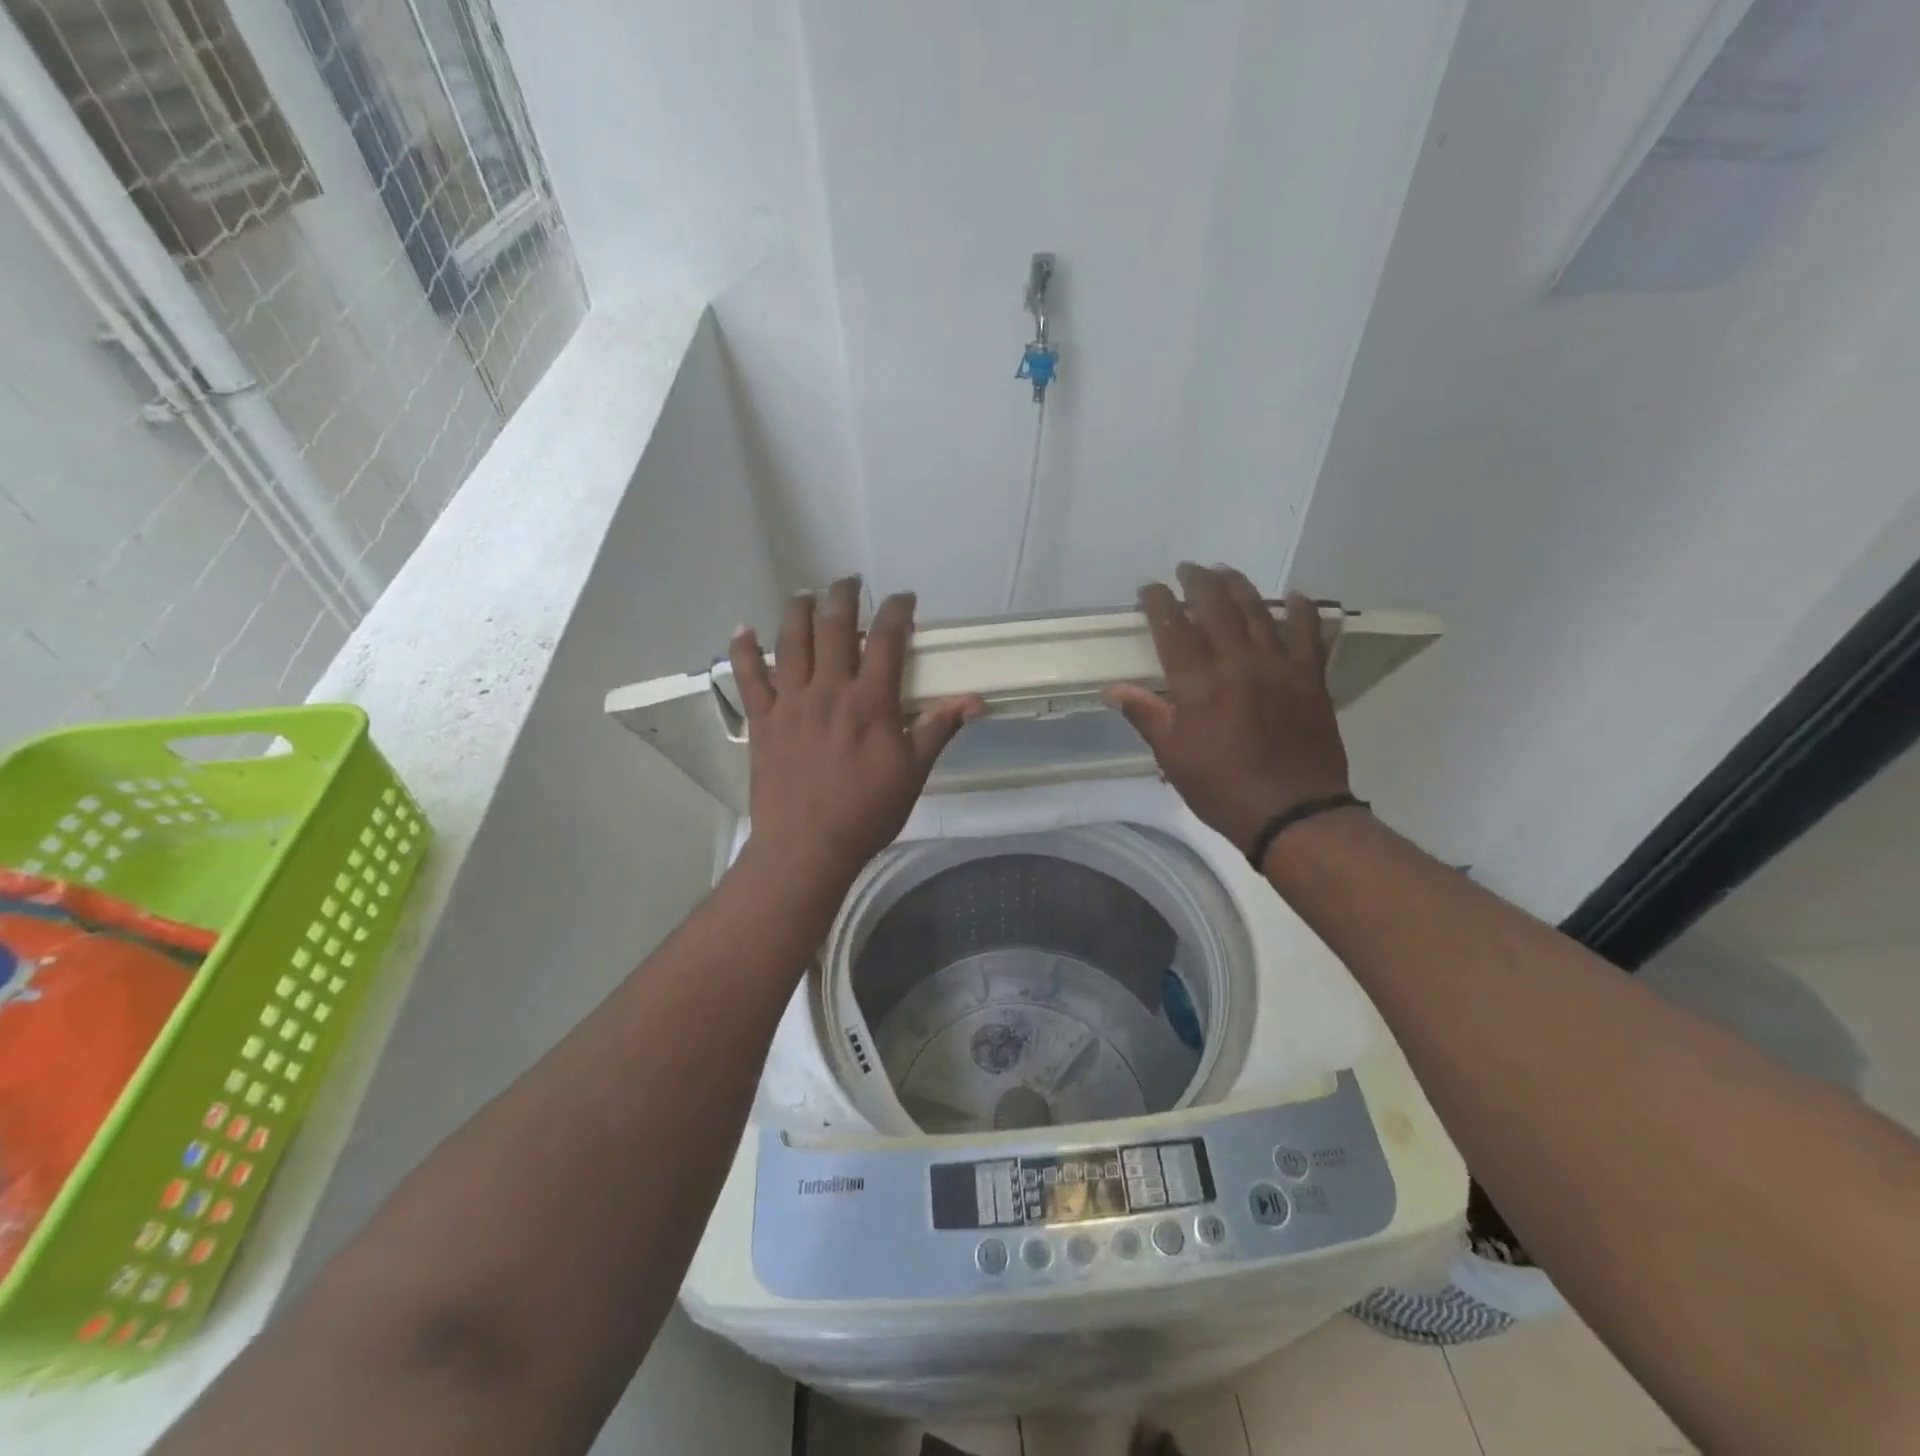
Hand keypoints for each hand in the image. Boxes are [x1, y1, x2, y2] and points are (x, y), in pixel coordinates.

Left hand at [730, 578, 983, 877]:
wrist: (808, 846)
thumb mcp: (913, 772)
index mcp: (871, 701)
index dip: (897, 611)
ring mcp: (791, 702)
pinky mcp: (763, 720)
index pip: (887, 639)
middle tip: (850, 582)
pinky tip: (744, 628)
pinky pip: (749, 676)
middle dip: (844, 596)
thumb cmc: (867, 811)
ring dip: (799, 610)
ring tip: (806, 594)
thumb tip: (973, 701)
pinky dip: (744, 649)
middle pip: (835, 626)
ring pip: (792, 641)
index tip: (904, 598)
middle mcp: (829, 690)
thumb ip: (938, 729)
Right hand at [1102, 565, 1353, 856]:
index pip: (1173, 628)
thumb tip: (1113, 689)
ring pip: (1258, 611)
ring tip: (1225, 572)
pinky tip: (1295, 596)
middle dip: (1198, 582)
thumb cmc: (1221, 788)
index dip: (1159, 602)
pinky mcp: (1311, 677)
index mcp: (1198, 683)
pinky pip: (1309, 633)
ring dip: (1239, 586)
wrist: (1292, 812)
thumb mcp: (1173, 757)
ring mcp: (1279, 666)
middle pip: (1216, 607)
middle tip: (1187, 569)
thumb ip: (1146, 715)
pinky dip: (1302, 610)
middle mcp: (1237, 663)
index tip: (1149, 589)